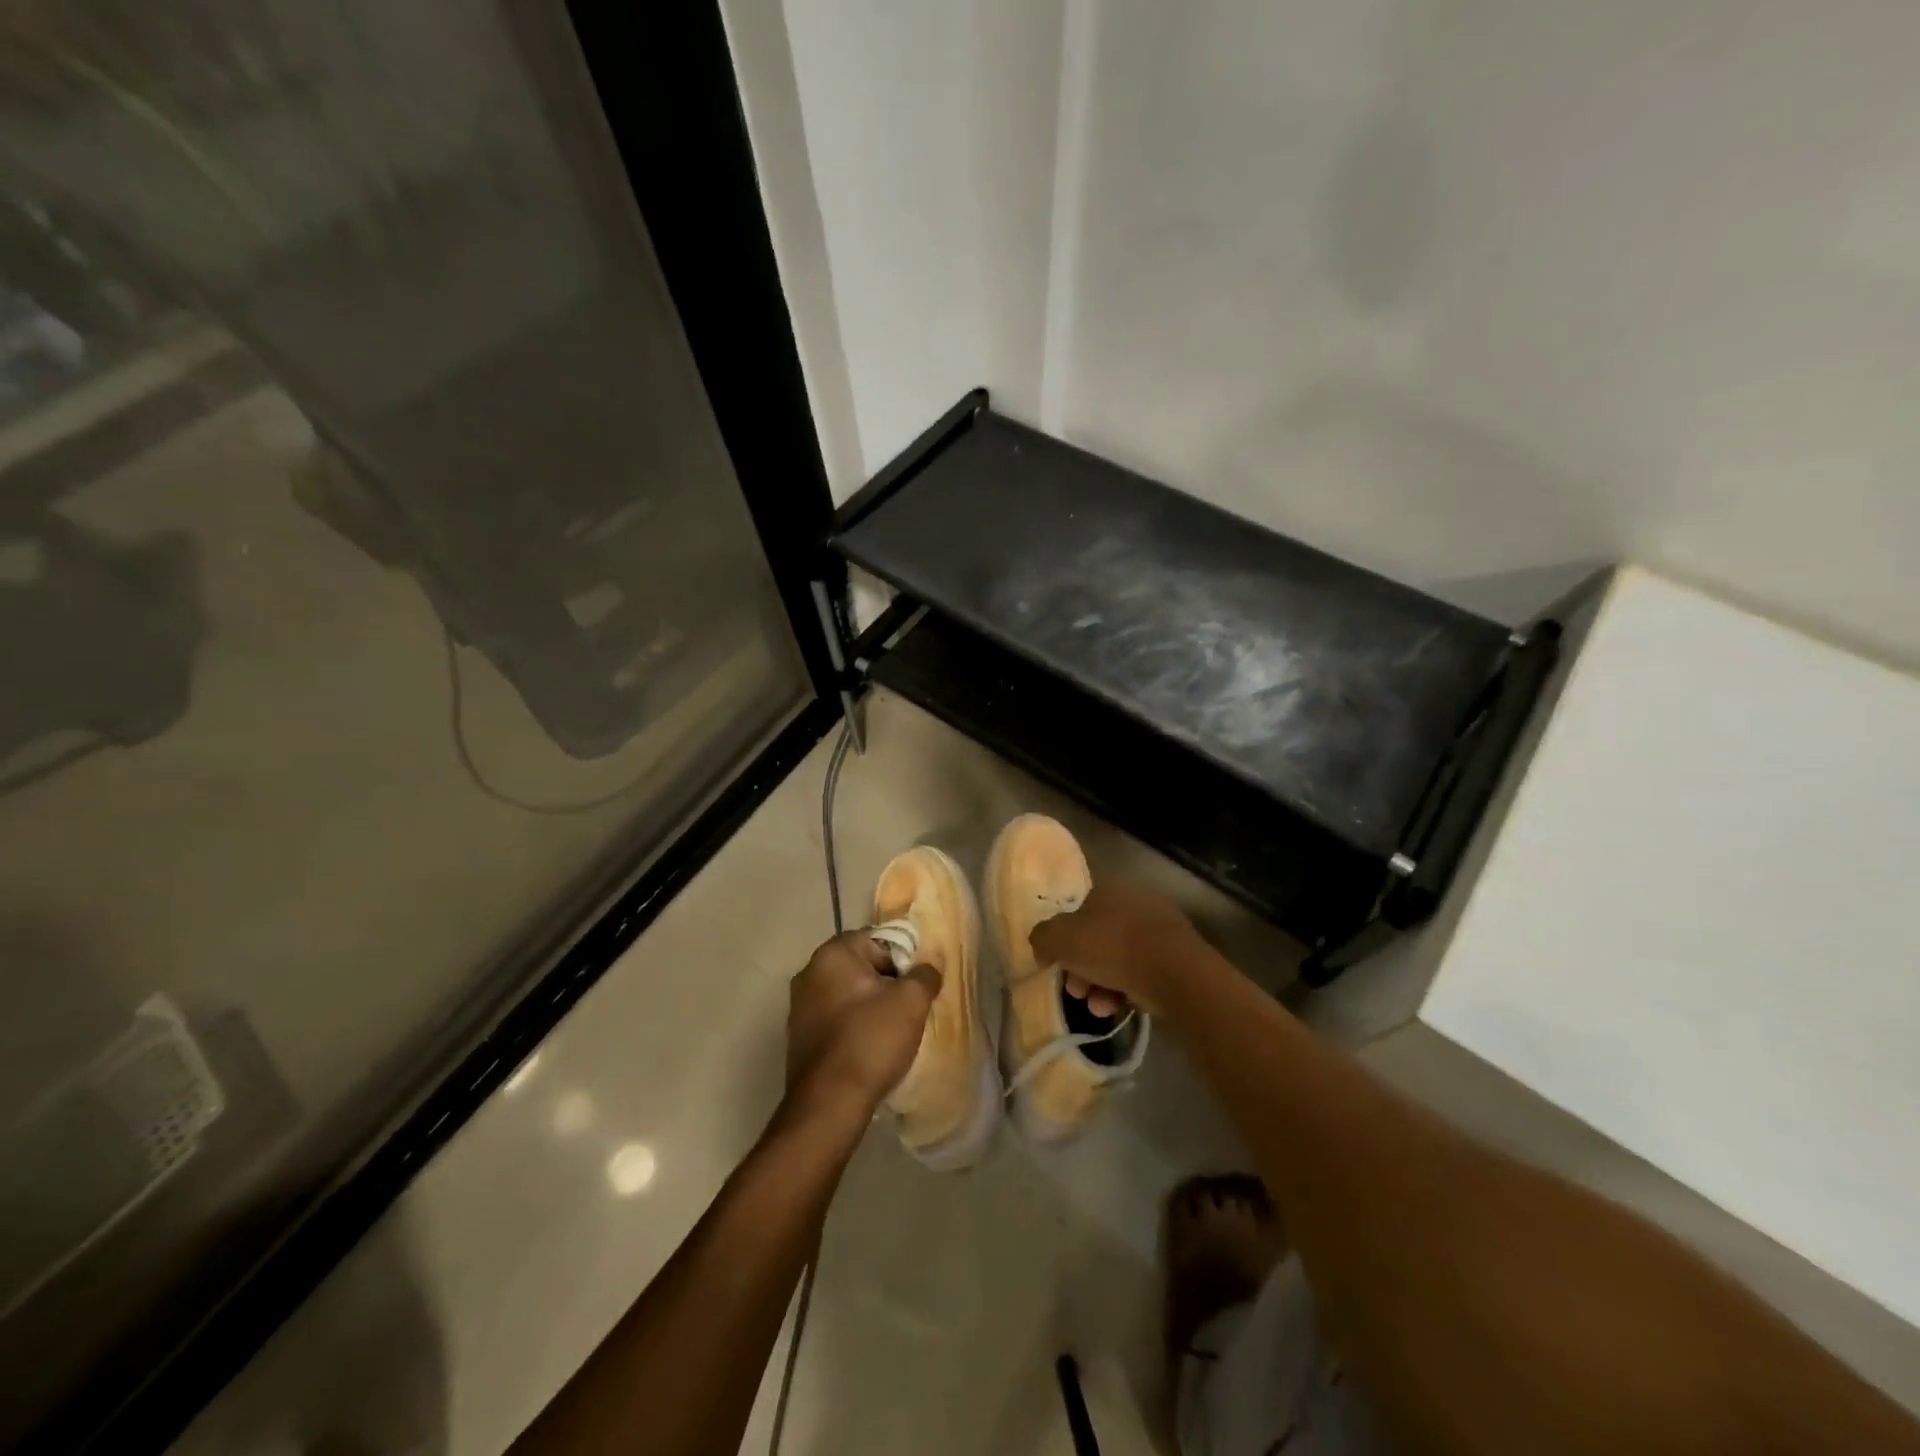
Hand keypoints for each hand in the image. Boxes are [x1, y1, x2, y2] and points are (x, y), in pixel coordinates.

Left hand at [786, 931, 941, 1119]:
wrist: (830, 1103)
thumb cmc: (871, 1039)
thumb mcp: (911, 1000)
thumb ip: (924, 974)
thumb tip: (927, 967)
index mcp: (832, 954)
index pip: (877, 939)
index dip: (903, 958)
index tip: (917, 984)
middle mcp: (809, 973)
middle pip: (861, 967)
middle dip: (887, 983)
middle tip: (910, 1007)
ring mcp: (799, 1007)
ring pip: (848, 995)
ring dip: (871, 1007)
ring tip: (894, 1031)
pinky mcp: (799, 1038)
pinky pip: (836, 1020)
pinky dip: (854, 1027)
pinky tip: (871, 1048)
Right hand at [1029, 880, 1205, 1016]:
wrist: (1174, 971)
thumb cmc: (1112, 946)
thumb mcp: (1060, 938)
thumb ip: (1043, 937)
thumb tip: (1043, 945)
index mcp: (1108, 889)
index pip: (1078, 912)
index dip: (1063, 940)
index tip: (1057, 966)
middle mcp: (1134, 902)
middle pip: (1097, 939)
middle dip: (1081, 969)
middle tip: (1076, 991)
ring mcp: (1159, 929)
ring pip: (1118, 959)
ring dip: (1100, 985)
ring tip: (1097, 1008)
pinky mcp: (1177, 957)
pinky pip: (1141, 973)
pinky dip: (1126, 990)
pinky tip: (1118, 1008)